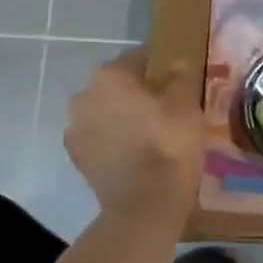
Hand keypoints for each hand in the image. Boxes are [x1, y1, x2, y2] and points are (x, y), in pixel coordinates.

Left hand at [63, 50, 202, 219]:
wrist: (144, 204)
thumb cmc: (169, 144)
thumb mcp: (187, 104)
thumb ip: (180, 77)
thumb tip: (177, 62)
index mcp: (111, 76)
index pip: (139, 58)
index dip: (160, 68)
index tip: (177, 82)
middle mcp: (85, 95)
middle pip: (117, 86)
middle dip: (138, 93)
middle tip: (166, 109)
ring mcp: (75, 128)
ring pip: (105, 112)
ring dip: (123, 117)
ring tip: (150, 134)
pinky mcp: (77, 158)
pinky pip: (99, 139)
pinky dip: (114, 141)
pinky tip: (135, 153)